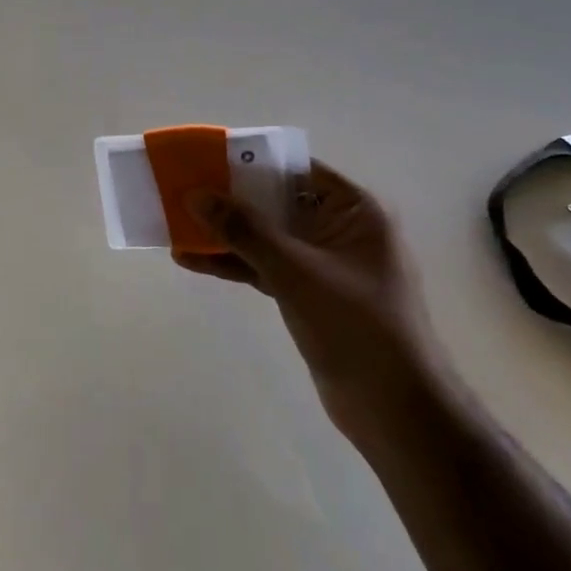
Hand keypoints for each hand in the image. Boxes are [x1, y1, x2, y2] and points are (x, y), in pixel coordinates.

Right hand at [176, 162, 445, 445]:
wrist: (394, 409)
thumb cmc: (355, 325)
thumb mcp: (295, 271)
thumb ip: (245, 230)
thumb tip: (195, 194)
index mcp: (354, 211)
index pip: (297, 170)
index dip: (252, 162)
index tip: (206, 160)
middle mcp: (341, 230)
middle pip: (277, 203)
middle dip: (230, 200)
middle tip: (182, 192)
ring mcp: (324, 265)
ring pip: (267, 238)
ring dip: (226, 235)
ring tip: (176, 226)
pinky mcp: (309, 295)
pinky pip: (266, 268)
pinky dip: (234, 264)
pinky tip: (193, 261)